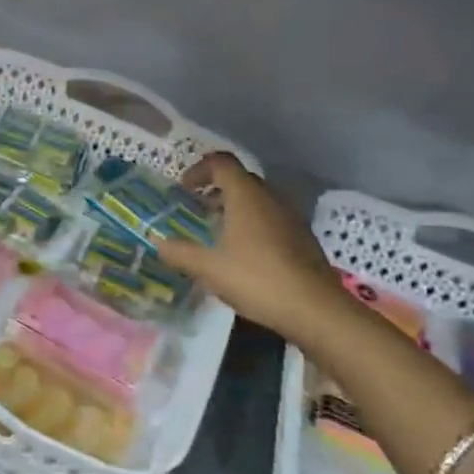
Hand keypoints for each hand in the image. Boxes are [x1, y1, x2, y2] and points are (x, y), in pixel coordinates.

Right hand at [156, 152, 346, 346]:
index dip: (199, 170)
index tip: (183, 188)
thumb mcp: (209, 268)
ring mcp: (290, 217)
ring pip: (258, 200)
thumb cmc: (257, 279)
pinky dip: (253, 224)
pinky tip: (244, 253)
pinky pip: (271, 218)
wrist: (316, 310)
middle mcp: (270, 198)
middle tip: (197, 209)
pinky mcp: (302, 238)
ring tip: (217, 231)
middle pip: (240, 179)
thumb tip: (157, 242)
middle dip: (216, 189)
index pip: (221, 163)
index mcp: (246, 195)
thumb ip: (180, 252)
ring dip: (235, 207)